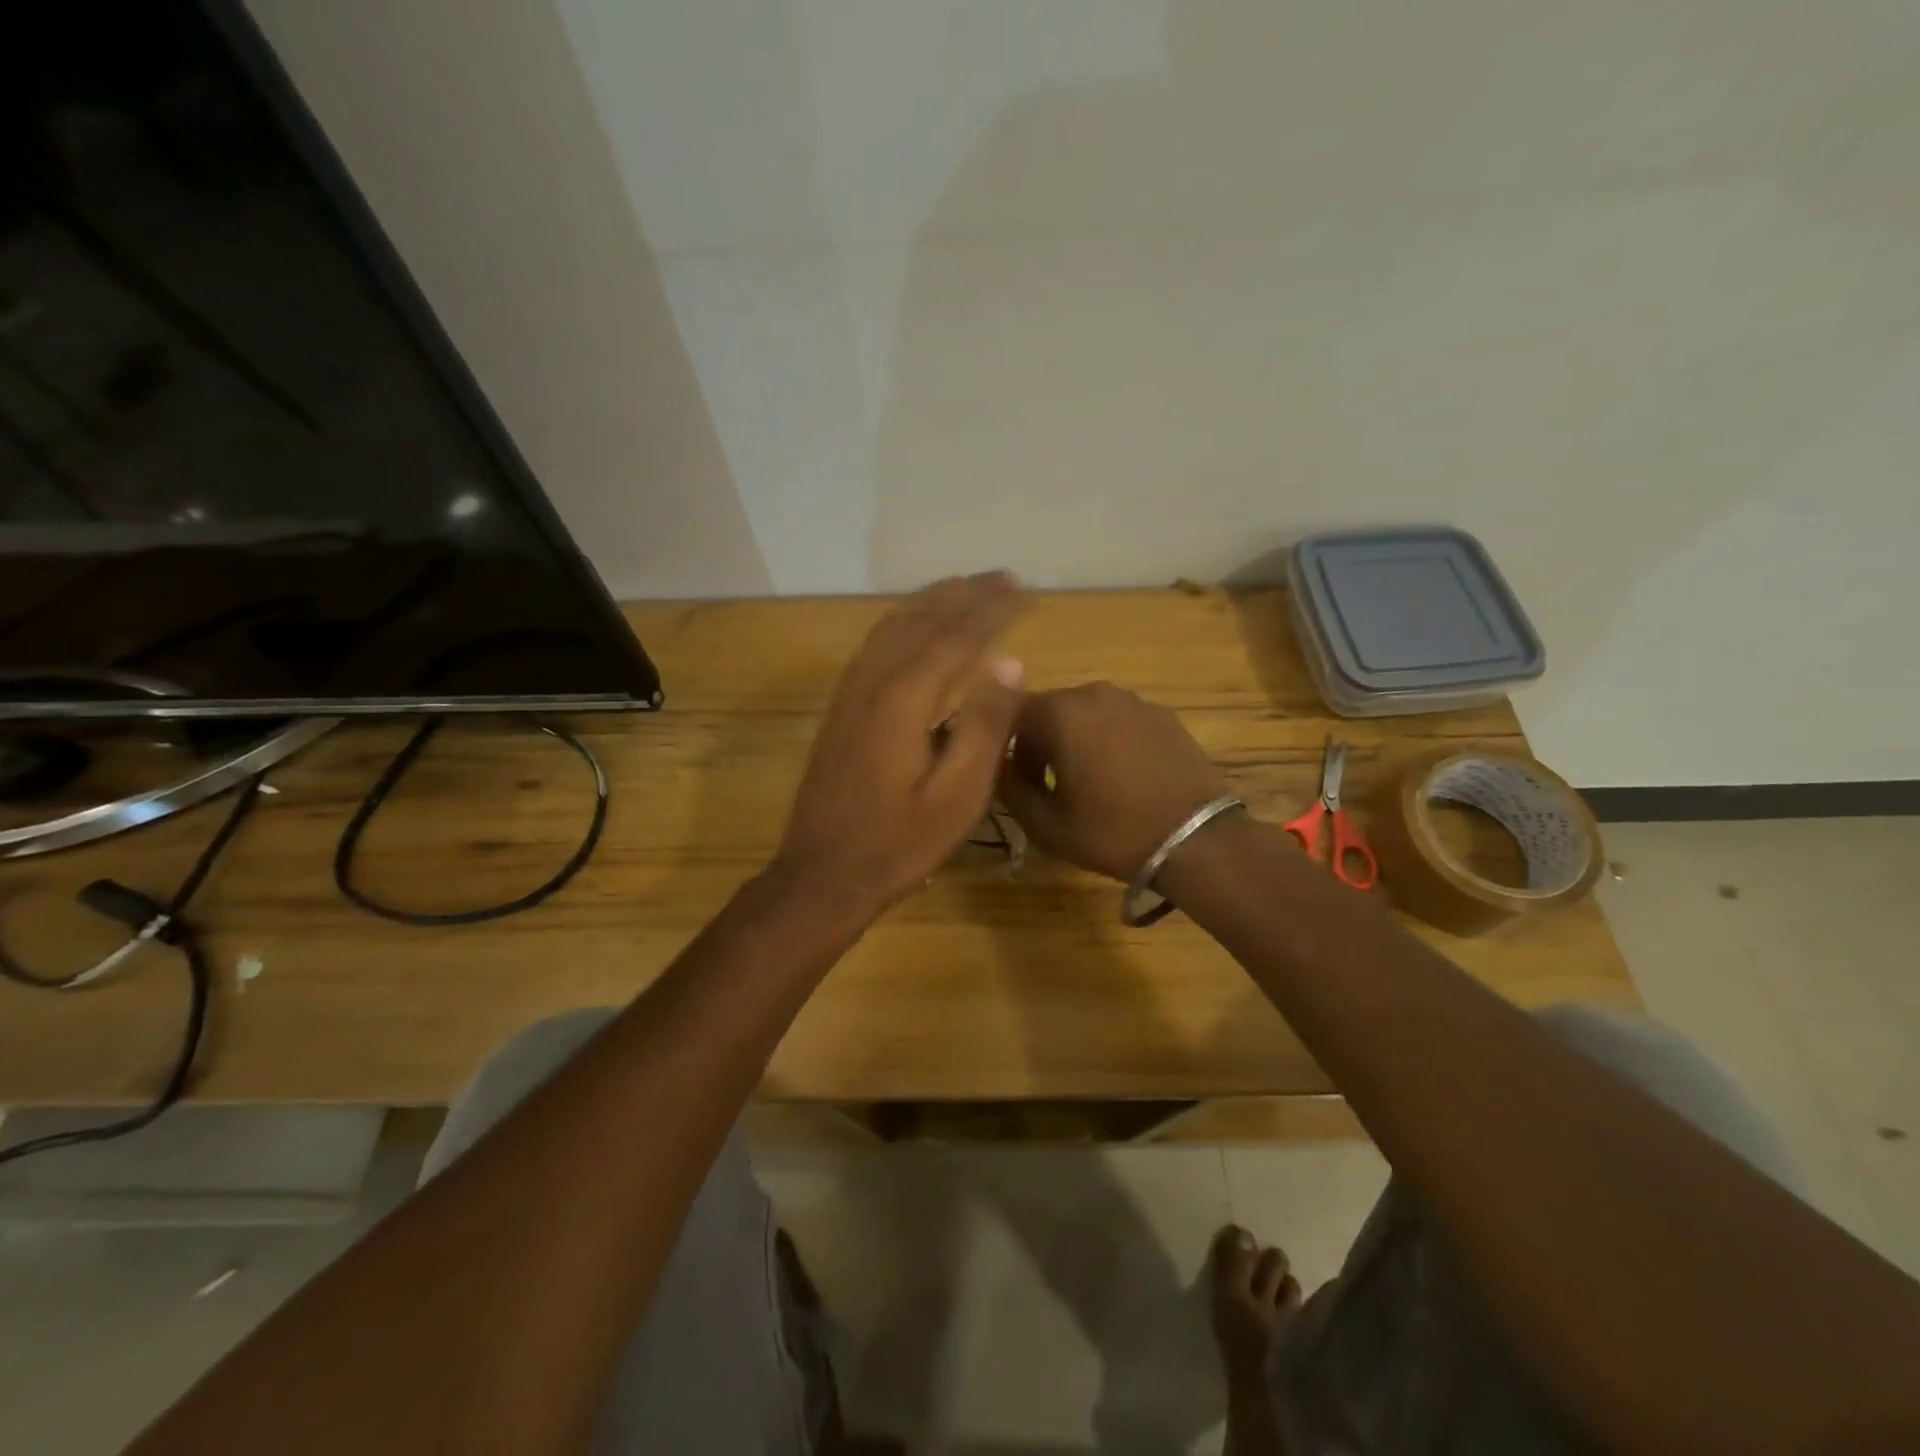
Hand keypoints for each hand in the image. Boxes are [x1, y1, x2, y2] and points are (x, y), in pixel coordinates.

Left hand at [773, 573, 1026, 919]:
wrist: (822, 876)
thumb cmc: (899, 844)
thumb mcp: (957, 797)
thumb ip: (985, 727)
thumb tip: (1010, 663)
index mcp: (904, 700)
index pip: (957, 637)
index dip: (993, 610)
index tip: (1026, 591)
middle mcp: (872, 683)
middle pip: (922, 621)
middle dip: (965, 595)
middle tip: (1004, 577)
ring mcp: (850, 694)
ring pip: (892, 627)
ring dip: (931, 602)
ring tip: (964, 586)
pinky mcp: (840, 710)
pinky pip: (874, 646)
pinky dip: (902, 622)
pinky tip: (915, 627)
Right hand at [996, 683, 1229, 881]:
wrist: (1197, 840)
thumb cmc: (1113, 832)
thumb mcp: (1046, 825)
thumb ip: (1010, 789)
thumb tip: (1000, 768)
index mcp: (1061, 713)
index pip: (1011, 715)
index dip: (1005, 748)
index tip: (1018, 782)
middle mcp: (1095, 693)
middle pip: (1049, 710)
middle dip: (1040, 743)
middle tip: (1049, 786)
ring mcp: (1133, 701)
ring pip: (1085, 714)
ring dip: (1075, 740)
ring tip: (1089, 782)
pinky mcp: (1163, 714)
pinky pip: (1119, 721)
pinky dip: (1109, 741)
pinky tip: (1124, 777)